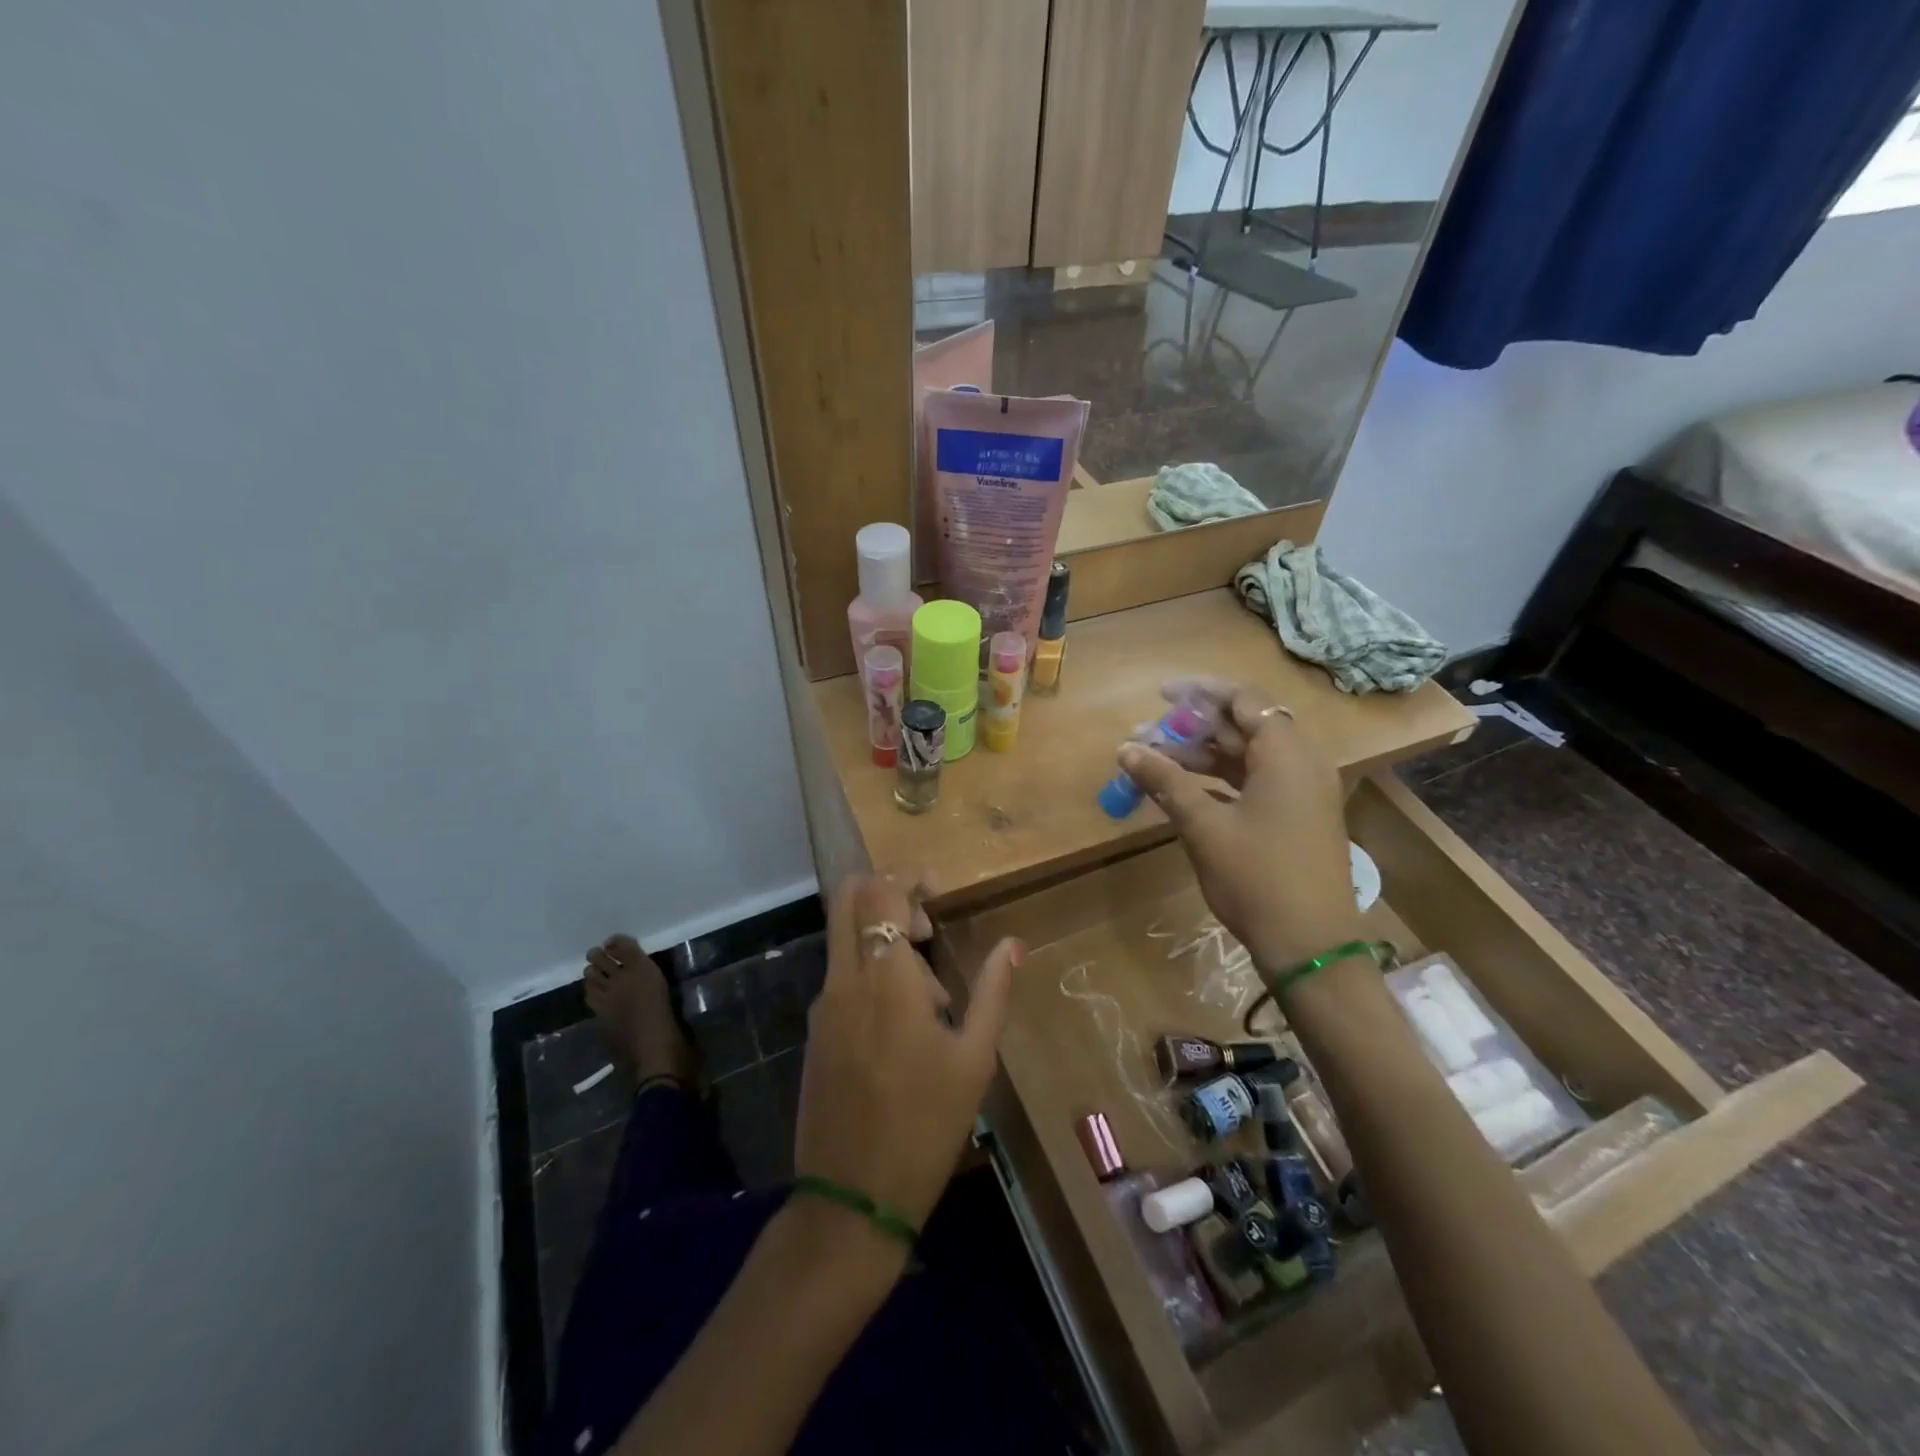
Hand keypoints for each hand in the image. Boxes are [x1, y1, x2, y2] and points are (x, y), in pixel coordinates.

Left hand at [794, 875, 1021, 1231]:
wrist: (852, 1198)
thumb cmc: (926, 1124)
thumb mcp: (974, 1059)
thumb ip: (993, 990)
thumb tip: (1013, 942)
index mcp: (886, 977)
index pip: (881, 892)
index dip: (908, 877)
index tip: (937, 891)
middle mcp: (845, 978)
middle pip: (848, 898)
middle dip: (886, 894)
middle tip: (925, 927)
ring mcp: (823, 1004)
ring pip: (844, 937)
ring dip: (881, 939)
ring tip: (930, 997)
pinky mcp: (816, 1030)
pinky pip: (842, 975)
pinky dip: (870, 972)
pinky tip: (904, 1025)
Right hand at [1119, 680, 1361, 971]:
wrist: (1310, 945)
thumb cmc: (1257, 877)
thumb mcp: (1204, 826)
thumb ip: (1165, 781)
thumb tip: (1126, 749)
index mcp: (1287, 756)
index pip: (1245, 700)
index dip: (1201, 692)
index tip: (1161, 696)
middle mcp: (1301, 765)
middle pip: (1245, 726)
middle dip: (1194, 727)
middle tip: (1148, 734)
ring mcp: (1302, 793)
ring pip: (1248, 756)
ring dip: (1203, 755)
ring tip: (1156, 761)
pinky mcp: (1297, 818)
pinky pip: (1256, 781)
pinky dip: (1220, 780)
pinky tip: (1184, 790)